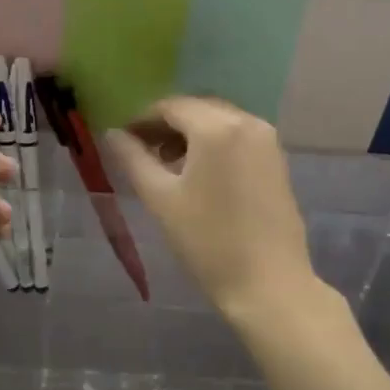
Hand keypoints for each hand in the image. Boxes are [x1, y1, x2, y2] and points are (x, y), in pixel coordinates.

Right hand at [104, 97, 314, 320]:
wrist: (268, 283)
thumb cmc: (207, 241)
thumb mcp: (161, 199)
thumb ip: (133, 159)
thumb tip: (113, 134)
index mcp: (216, 127)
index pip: (170, 106)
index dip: (141, 119)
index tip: (122, 140)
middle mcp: (246, 122)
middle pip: (197, 108)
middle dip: (167, 124)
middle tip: (141, 151)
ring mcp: (267, 140)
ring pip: (219, 122)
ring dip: (190, 134)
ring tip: (167, 165)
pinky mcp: (277, 160)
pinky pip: (238, 137)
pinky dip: (214, 144)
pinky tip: (199, 174)